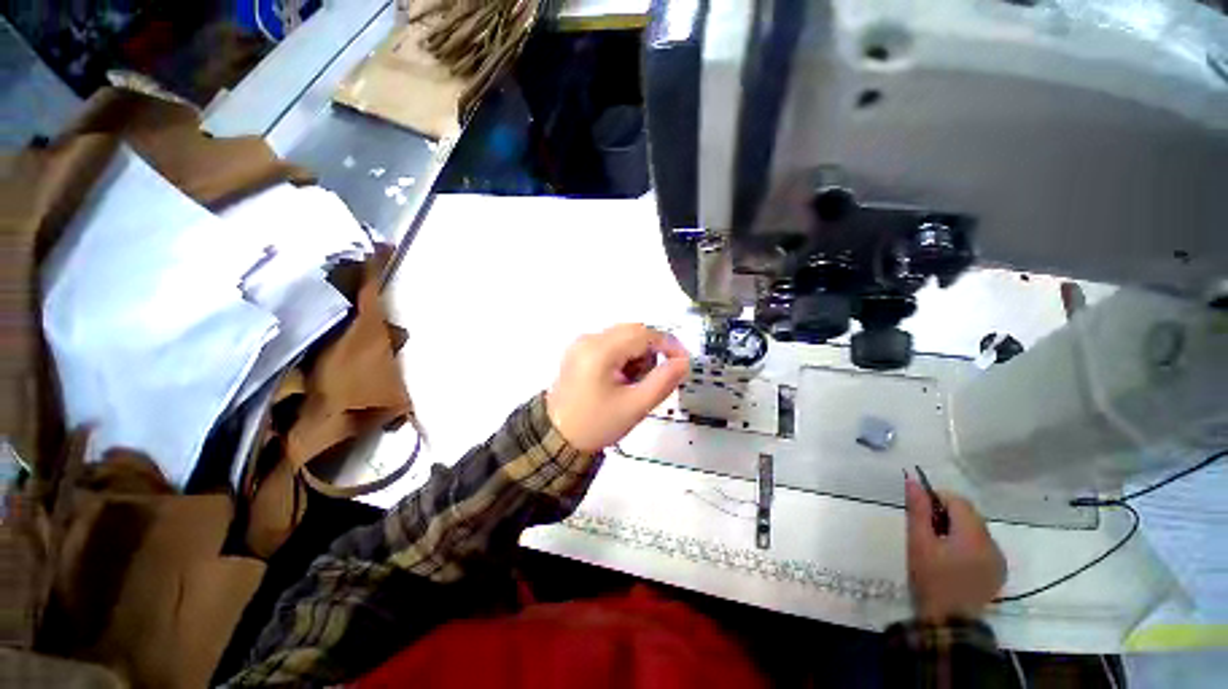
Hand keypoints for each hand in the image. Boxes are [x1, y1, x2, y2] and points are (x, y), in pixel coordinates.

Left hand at [546, 324, 689, 453]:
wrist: (557, 438)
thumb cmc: (597, 424)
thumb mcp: (635, 406)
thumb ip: (663, 381)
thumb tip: (684, 362)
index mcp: (600, 350)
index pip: (644, 334)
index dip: (669, 344)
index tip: (683, 363)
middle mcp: (589, 338)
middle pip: (633, 331)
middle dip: (651, 351)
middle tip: (653, 379)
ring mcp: (581, 342)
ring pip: (623, 335)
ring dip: (637, 354)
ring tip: (632, 383)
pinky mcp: (579, 350)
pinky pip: (611, 342)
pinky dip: (624, 356)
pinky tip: (620, 378)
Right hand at [905, 478, 1006, 621]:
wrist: (948, 622)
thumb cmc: (930, 578)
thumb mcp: (918, 542)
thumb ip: (917, 510)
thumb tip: (913, 481)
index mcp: (974, 536)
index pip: (959, 501)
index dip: (937, 498)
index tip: (920, 510)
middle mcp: (992, 544)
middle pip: (970, 514)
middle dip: (947, 514)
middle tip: (926, 528)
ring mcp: (998, 559)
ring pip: (976, 529)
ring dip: (957, 528)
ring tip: (938, 545)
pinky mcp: (998, 571)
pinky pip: (983, 545)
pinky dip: (967, 543)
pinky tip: (952, 559)